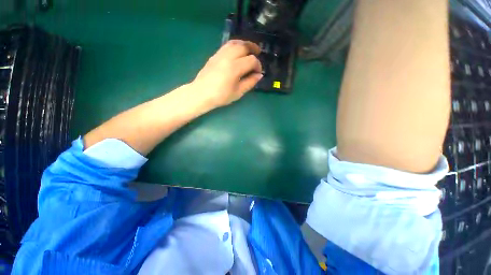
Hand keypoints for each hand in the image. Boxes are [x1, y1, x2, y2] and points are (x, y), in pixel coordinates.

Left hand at [191, 40, 262, 107]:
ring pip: (235, 43)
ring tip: (250, 49)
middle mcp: (228, 57)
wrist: (201, 94)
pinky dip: (235, 45)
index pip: (251, 60)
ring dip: (244, 44)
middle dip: (253, 49)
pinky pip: (227, 45)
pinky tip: (238, 51)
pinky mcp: (214, 55)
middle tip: (258, 53)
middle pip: (244, 46)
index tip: (258, 72)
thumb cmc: (221, 96)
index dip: (258, 65)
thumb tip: (259, 75)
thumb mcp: (238, 92)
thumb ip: (250, 82)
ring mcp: (220, 54)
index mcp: (234, 68)